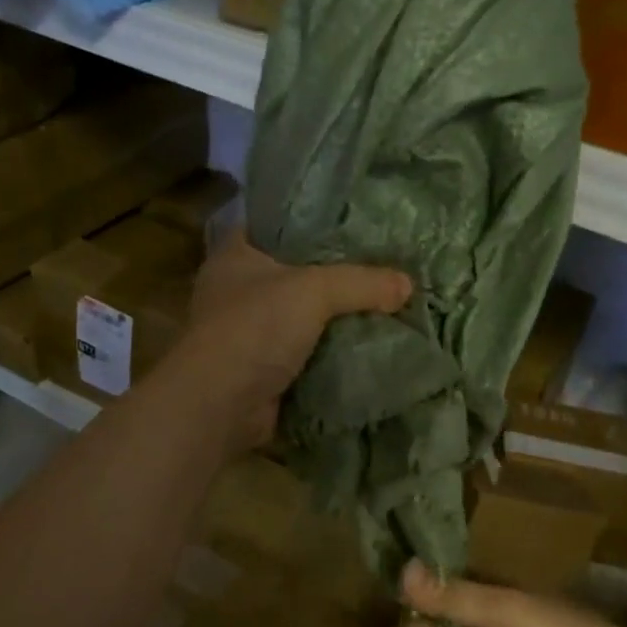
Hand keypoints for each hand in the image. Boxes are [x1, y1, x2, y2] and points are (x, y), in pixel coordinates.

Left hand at [176, 230, 410, 451]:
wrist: (220, 405)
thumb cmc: (255, 328)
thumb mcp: (314, 290)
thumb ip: (362, 282)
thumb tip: (407, 284)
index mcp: (236, 255)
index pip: (276, 224)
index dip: (312, 222)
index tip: (354, 222)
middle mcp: (237, 290)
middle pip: (295, 273)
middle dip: (334, 275)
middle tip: (381, 266)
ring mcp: (247, 333)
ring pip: (302, 316)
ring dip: (334, 319)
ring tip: (383, 305)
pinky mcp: (261, 369)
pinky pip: (304, 354)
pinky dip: (329, 354)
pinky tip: (366, 347)